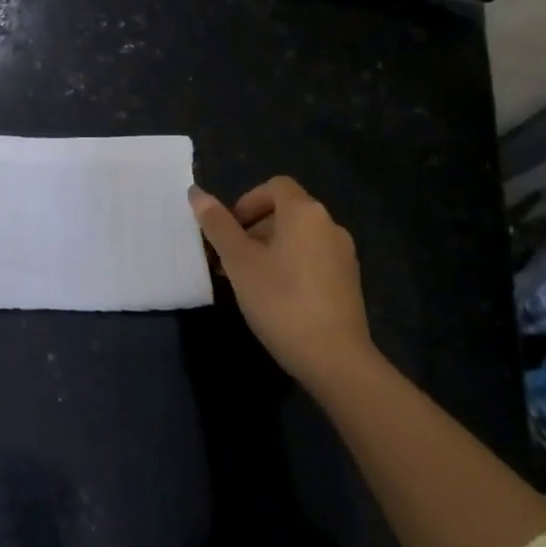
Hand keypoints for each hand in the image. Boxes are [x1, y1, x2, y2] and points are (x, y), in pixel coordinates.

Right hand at [189, 176, 372, 387]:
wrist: (336, 360)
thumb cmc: (281, 300)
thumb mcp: (239, 261)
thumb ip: (217, 224)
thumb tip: (196, 193)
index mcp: (305, 212)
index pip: (274, 186)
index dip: (247, 201)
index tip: (230, 230)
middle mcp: (329, 225)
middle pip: (286, 211)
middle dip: (253, 228)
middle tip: (230, 259)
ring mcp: (344, 255)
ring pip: (298, 237)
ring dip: (270, 249)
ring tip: (248, 280)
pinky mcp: (349, 282)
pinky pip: (313, 259)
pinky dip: (291, 265)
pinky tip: (276, 297)